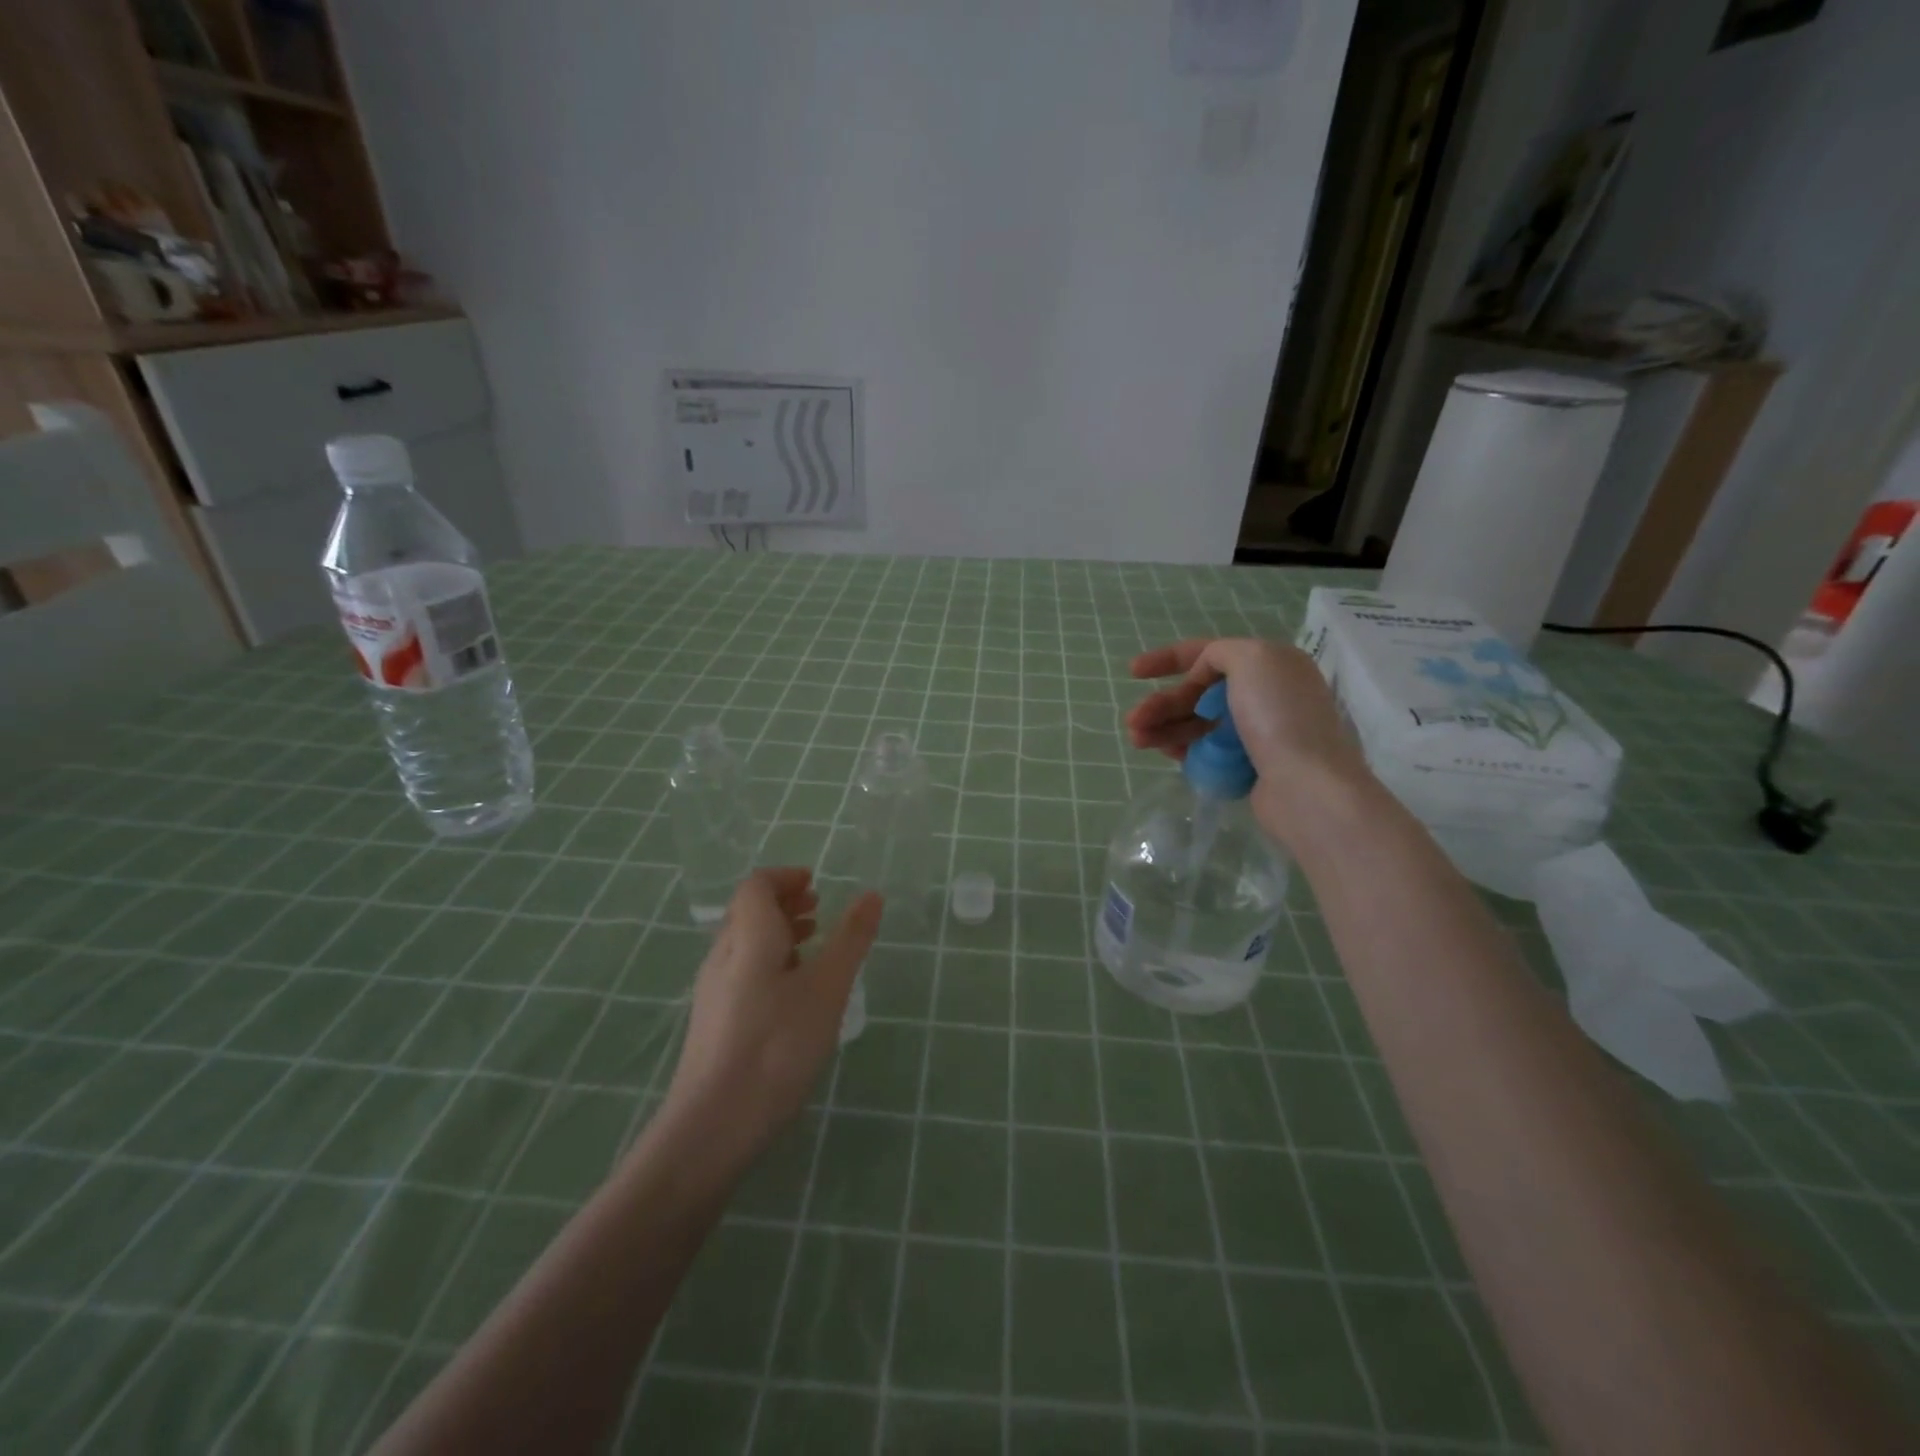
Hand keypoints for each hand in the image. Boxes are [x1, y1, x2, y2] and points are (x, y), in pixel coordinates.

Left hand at [661, 868, 882, 1163]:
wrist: (713, 1126)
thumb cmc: (776, 1047)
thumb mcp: (827, 989)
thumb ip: (851, 940)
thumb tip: (872, 895)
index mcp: (748, 937)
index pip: (756, 885)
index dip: (785, 877)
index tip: (816, 883)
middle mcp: (723, 956)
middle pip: (747, 911)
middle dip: (784, 902)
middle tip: (819, 909)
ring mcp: (713, 992)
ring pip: (744, 943)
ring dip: (777, 932)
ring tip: (812, 945)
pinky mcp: (713, 1023)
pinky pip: (741, 972)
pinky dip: (769, 962)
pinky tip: (792, 993)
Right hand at [1125, 637, 1372, 845]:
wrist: (1307, 786)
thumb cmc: (1279, 716)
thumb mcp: (1251, 659)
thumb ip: (1218, 653)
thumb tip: (1202, 678)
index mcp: (1269, 664)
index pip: (1209, 653)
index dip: (1167, 659)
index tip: (1133, 673)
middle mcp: (1265, 694)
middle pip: (1198, 692)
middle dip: (1161, 703)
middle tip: (1132, 721)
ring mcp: (1257, 732)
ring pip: (1198, 722)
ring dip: (1163, 726)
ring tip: (1136, 739)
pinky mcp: (1249, 765)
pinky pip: (1205, 750)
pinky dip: (1181, 747)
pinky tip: (1163, 753)